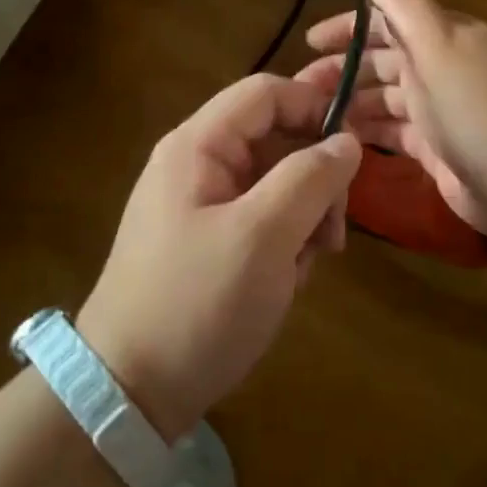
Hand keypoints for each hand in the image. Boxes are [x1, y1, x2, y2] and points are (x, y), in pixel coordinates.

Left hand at [77, 73, 360, 441]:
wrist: (130, 393)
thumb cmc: (198, 303)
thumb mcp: (264, 236)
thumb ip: (310, 177)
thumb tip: (347, 140)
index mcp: (198, 145)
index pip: (266, 93)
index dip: (314, 108)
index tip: (355, 151)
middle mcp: (198, 164)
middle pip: (276, 138)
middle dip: (314, 179)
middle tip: (333, 231)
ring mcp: (202, 204)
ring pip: (276, 183)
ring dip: (305, 217)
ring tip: (308, 265)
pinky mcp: (209, 241)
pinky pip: (262, 219)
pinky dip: (285, 243)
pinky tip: (287, 280)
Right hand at [297, 0, 486, 253]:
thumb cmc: (475, 106)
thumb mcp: (437, 42)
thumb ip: (402, 1)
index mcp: (443, 37)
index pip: (387, 21)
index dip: (348, 29)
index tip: (308, 42)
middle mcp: (441, 68)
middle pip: (382, 62)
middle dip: (341, 70)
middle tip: (298, 90)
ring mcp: (439, 111)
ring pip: (385, 99)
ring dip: (351, 102)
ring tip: (310, 117)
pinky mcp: (437, 149)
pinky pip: (394, 133)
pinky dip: (369, 132)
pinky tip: (340, 140)